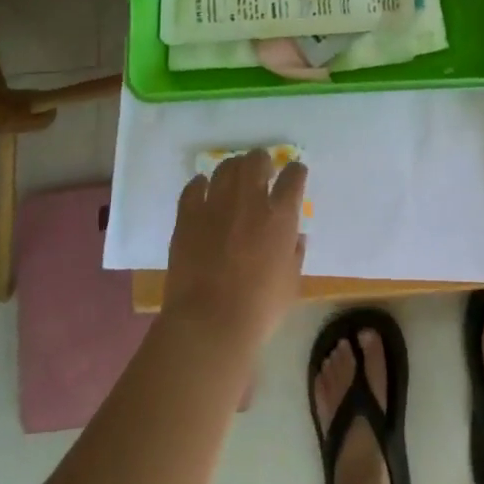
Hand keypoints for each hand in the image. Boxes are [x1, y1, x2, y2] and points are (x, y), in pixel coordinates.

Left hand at [162, 150, 306, 350]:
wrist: (209, 323)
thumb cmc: (259, 308)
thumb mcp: (291, 282)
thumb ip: (295, 252)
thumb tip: (295, 236)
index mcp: (280, 216)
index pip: (294, 176)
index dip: (295, 171)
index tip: (294, 174)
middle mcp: (250, 201)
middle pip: (256, 160)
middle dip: (262, 161)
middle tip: (262, 172)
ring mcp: (216, 205)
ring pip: (226, 167)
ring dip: (234, 169)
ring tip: (234, 179)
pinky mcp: (188, 216)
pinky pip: (194, 187)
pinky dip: (201, 184)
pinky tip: (203, 190)